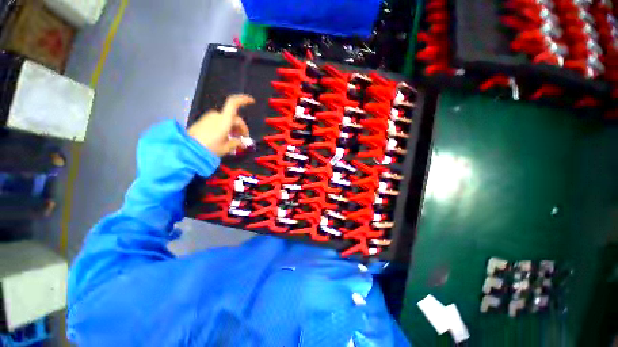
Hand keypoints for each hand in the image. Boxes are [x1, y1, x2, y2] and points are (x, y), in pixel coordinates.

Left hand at [188, 94, 254, 155]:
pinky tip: (225, 137)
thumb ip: (236, 143)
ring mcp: (209, 118)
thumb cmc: (210, 148)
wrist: (188, 150)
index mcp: (224, 120)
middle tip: (243, 138)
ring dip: (233, 127)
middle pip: (233, 117)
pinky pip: (219, 122)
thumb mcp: (226, 148)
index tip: (252, 102)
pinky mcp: (203, 122)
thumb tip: (242, 142)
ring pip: (226, 120)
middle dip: (240, 127)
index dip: (244, 100)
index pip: (234, 103)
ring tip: (234, 139)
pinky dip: (225, 127)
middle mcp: (217, 116)